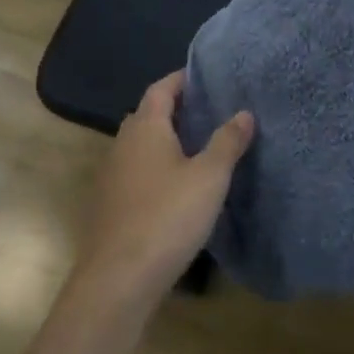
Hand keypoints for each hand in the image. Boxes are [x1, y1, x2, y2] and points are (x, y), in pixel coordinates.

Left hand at [72, 70, 252, 311]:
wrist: (119, 277)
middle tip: (206, 111)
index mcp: (145, 127)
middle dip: (173, 109)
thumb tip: (244, 112)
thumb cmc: (168, 216)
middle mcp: (123, 143)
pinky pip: (135, 171)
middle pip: (147, 115)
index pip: (161, 89)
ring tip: (196, 146)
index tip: (204, 76)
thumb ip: (227, 142)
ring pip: (139, 145)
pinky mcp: (109, 203)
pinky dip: (154, 166)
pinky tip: (174, 186)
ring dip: (163, 140)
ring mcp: (111, 174)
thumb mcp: (209, 177)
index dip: (181, 79)